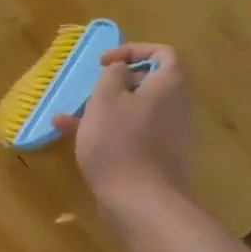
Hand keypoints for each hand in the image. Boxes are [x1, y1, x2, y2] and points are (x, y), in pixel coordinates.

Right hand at [50, 44, 194, 212]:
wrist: (141, 201)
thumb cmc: (119, 142)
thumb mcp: (105, 99)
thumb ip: (113, 76)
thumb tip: (122, 71)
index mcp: (170, 85)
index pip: (162, 53)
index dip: (133, 51)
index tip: (104, 63)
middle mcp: (179, 106)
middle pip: (151, 84)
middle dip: (117, 85)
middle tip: (92, 92)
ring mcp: (173, 135)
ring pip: (138, 112)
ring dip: (108, 111)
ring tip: (72, 118)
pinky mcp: (162, 159)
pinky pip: (136, 135)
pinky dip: (111, 133)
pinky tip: (77, 141)